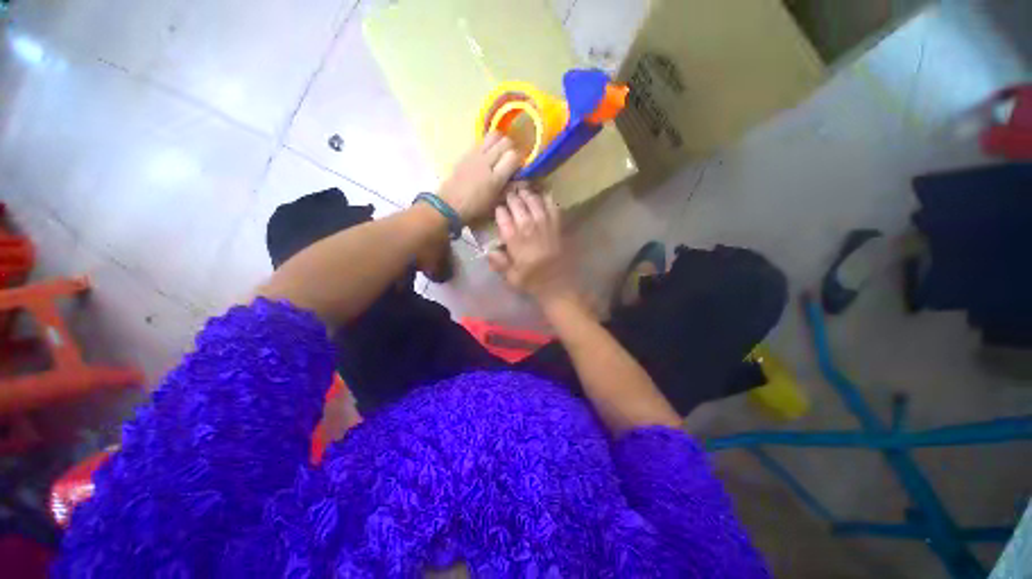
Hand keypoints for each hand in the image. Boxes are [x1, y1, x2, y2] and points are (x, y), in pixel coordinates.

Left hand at [438, 132, 520, 223]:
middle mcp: (486, 162)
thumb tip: (525, 181)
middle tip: (510, 160)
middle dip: (512, 149)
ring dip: (500, 142)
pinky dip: (488, 144)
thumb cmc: (475, 208)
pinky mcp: (466, 152)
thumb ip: (510, 189)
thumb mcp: (495, 203)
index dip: (519, 160)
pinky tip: (487, 157)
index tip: (518, 168)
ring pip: (494, 135)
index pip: (514, 156)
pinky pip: (482, 141)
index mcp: (495, 178)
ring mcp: (475, 155)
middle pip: (506, 142)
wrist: (449, 205)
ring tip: (500, 155)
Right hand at [488, 184, 578, 306]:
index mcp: (515, 240)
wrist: (558, 285)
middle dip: (511, 198)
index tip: (498, 208)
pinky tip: (543, 195)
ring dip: (527, 194)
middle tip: (509, 195)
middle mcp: (529, 228)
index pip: (503, 217)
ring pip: (534, 201)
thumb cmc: (533, 282)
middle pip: (518, 205)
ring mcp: (545, 225)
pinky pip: (552, 206)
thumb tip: (489, 249)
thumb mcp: (511, 277)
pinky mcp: (558, 226)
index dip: (499, 210)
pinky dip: (547, 199)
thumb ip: (499, 262)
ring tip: (522, 191)